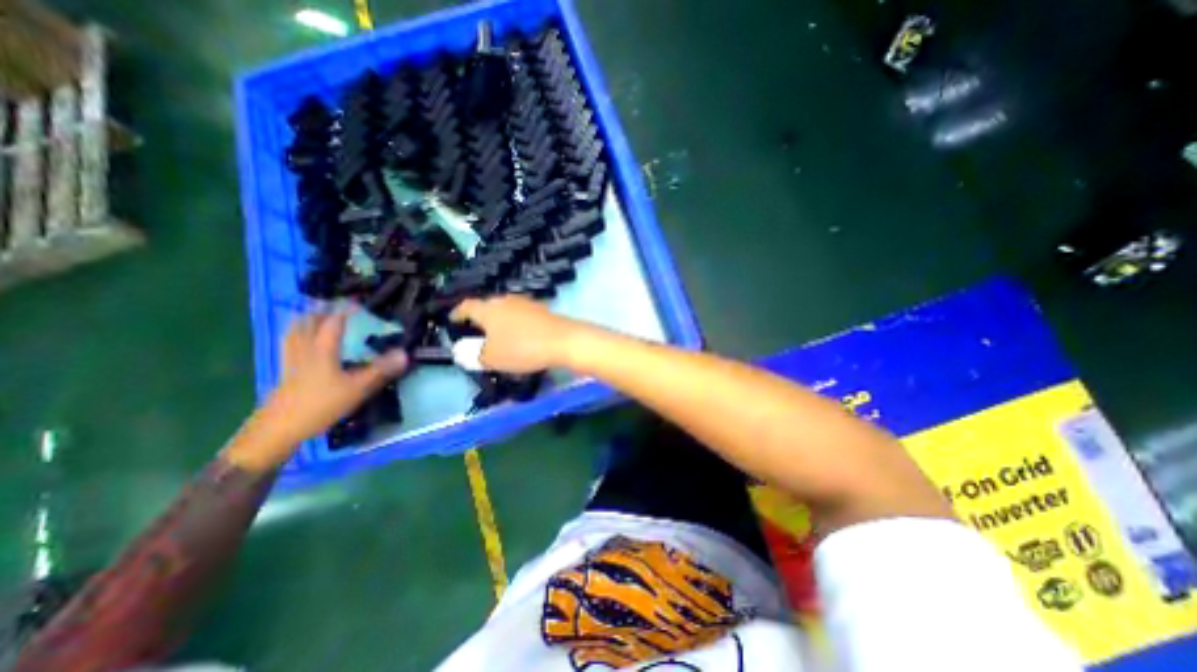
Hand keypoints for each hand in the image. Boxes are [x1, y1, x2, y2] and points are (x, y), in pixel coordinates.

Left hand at [224, 309, 406, 470]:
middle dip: (322, 310)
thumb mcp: (357, 388)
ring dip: (306, 319)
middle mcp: (305, 349)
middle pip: (308, 322)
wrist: (279, 429)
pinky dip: (297, 334)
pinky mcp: (286, 371)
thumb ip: (380, 370)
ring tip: (315, 314)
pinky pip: (290, 343)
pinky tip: (301, 340)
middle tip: (335, 304)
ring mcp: (292, 360)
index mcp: (322, 350)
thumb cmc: (321, 405)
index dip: (345, 310)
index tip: (358, 303)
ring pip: (295, 331)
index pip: (333, 322)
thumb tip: (404, 353)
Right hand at [451, 296, 589, 374]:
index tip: (452, 320)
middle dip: (479, 318)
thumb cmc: (522, 348)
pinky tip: (519, 335)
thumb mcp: (491, 358)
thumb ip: (472, 355)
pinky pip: (521, 315)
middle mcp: (505, 300)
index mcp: (488, 308)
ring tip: (497, 335)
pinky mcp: (542, 309)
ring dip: (499, 320)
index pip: (466, 306)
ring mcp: (526, 303)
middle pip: (487, 306)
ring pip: (505, 309)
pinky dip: (515, 324)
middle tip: (475, 331)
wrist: (564, 341)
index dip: (457, 313)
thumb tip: (462, 351)